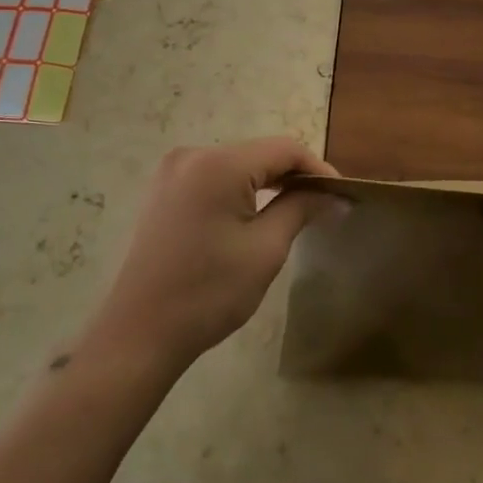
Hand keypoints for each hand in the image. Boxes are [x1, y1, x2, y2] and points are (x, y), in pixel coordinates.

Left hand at [84, 138, 338, 376]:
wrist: (140, 332)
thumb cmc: (209, 292)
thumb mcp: (265, 249)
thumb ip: (302, 209)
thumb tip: (336, 195)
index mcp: (218, 164)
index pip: (284, 149)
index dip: (318, 169)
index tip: (342, 195)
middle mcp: (193, 155)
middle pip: (259, 153)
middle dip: (294, 176)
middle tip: (325, 206)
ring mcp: (173, 172)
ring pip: (237, 165)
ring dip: (269, 183)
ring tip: (298, 210)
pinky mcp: (164, 191)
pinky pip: (214, 178)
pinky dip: (241, 190)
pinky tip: (257, 214)